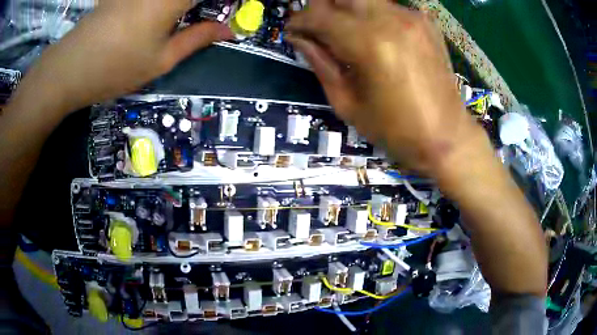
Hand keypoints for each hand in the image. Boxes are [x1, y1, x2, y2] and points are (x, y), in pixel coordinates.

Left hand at [16, 0, 231, 114]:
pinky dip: (169, 3)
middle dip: (205, 4)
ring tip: (188, 15)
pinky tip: (167, 12)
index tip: (239, 6)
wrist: (69, 68)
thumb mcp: (161, 60)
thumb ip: (198, 38)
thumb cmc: (115, 68)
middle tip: (212, 12)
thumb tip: (229, 29)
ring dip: (187, 4)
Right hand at [286, 0, 479, 174]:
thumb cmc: (396, 130)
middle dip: (322, 6)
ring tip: (342, 32)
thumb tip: (300, 39)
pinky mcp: (426, 22)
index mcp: (369, 43)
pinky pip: (388, 7)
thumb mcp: (348, 104)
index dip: (299, 21)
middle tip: (316, 26)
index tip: (293, 31)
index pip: (319, 15)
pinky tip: (373, 35)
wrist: (447, 137)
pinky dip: (371, 15)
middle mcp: (391, 19)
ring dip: (347, 9)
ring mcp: (412, 17)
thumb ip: (321, 64)